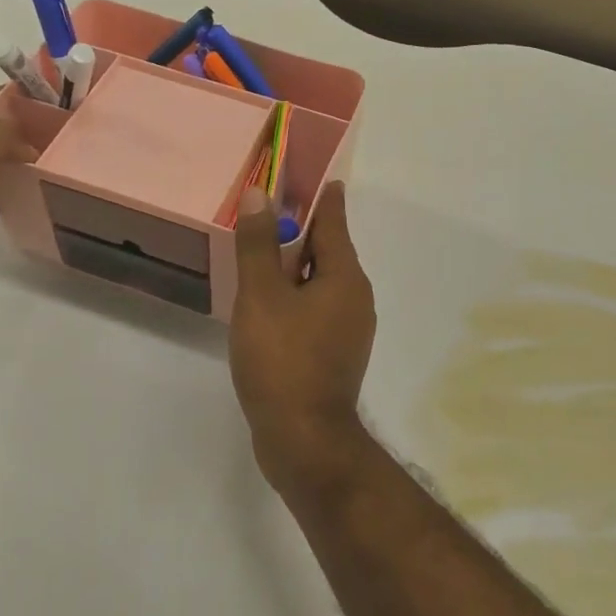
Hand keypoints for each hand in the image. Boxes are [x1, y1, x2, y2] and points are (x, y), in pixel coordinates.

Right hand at [230, 181, 376, 493]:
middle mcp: (356, 298)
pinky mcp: (336, 355)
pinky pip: (315, 310)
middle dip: (301, 231)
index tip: (310, 175)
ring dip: (294, 268)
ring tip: (261, 257)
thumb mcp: (261, 296)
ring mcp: (349, 329)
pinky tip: (268, 306)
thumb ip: (259, 244)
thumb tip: (260, 194)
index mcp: (345, 277)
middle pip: (328, 251)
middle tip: (268, 214)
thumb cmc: (283, 360)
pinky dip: (295, 298)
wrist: (305, 441)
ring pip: (320, 283)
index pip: (333, 221)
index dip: (320, 196)